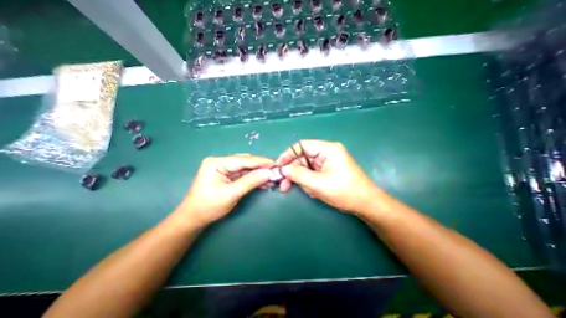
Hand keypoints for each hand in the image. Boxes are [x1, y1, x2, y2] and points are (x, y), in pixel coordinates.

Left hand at [177, 155, 274, 226]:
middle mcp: (220, 162)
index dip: (260, 162)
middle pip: (245, 162)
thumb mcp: (231, 194)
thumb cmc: (209, 206)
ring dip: (258, 173)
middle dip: (260, 167)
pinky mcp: (227, 175)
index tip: (274, 164)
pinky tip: (263, 181)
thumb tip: (268, 173)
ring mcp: (224, 169)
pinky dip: (253, 178)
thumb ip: (250, 182)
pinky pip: (243, 174)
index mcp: (216, 163)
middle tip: (275, 171)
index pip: (242, 160)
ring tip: (271, 177)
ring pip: (245, 168)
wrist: (194, 218)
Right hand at [276, 139, 379, 211]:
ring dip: (302, 179)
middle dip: (293, 171)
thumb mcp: (318, 183)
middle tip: (283, 185)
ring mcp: (328, 162)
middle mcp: (327, 153)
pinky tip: (313, 191)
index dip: (288, 155)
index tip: (278, 166)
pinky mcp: (328, 170)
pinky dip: (309, 182)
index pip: (302, 146)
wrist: (366, 204)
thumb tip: (283, 169)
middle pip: (303, 158)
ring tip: (307, 191)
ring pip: (307, 167)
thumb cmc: (344, 191)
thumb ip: (298, 174)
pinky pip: (313, 173)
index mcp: (327, 149)